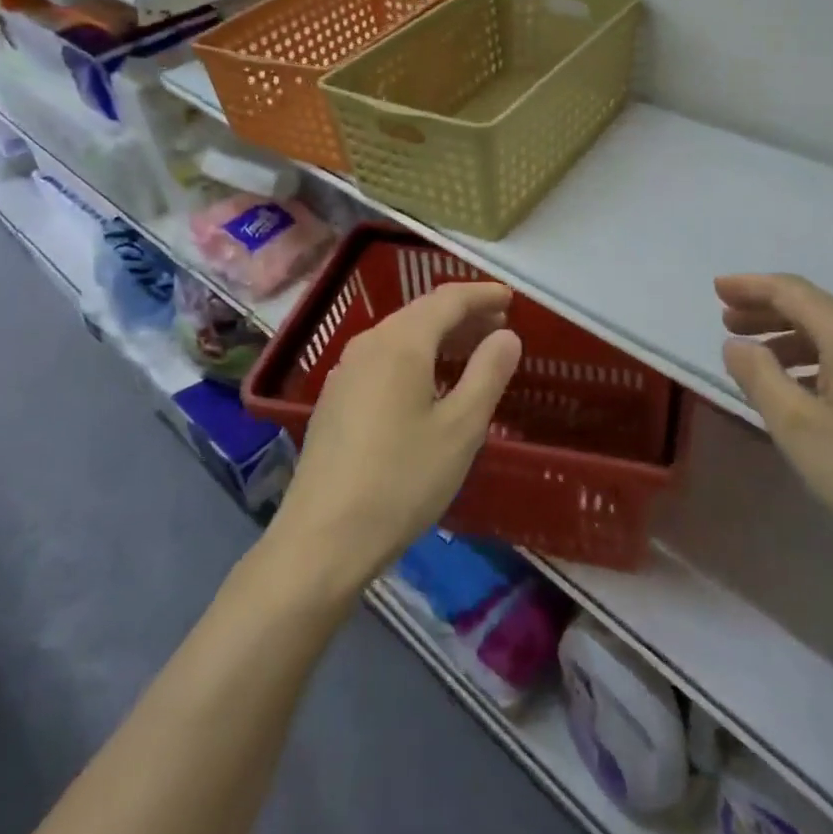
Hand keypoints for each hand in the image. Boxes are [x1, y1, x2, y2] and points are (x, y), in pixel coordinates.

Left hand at [271, 283, 521, 596]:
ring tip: (471, 350)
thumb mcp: (461, 429)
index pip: (447, 299)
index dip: (481, 294)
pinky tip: (429, 383)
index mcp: (400, 343)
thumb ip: (488, 373)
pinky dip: (415, 356)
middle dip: (462, 313)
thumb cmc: (402, 480)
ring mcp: (345, 370)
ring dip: (439, 335)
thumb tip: (506, 334)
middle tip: (499, 323)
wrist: (322, 540)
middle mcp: (369, 344)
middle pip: (421, 313)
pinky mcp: (335, 398)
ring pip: (401, 335)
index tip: (510, 297)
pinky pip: (384, 358)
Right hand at [717, 274, 832, 561]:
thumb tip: (736, 345)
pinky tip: (798, 386)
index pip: (790, 291)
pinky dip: (813, 357)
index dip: (750, 286)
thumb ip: (758, 376)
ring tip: (755, 355)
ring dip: (787, 335)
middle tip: (726, 320)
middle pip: (811, 305)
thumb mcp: (796, 424)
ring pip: (830, 331)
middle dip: (765, 309)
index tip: (715, 289)